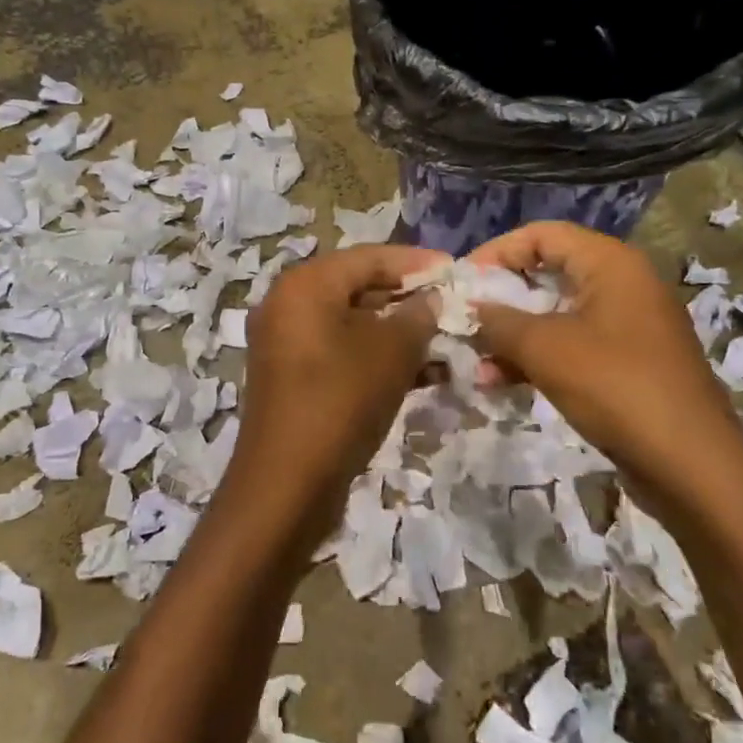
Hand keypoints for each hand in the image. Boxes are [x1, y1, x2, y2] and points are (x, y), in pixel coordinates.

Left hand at [224, 243, 445, 552]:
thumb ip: (418, 315)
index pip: (368, 257)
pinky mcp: (294, 378)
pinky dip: (378, 357)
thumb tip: (431, 299)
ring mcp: (287, 344)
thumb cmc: (341, 401)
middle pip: (358, 288)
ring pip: (353, 324)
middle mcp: (289, 305)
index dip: (416, 262)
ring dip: (399, 333)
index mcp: (305, 286)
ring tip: (448, 343)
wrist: (287, 484)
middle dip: (409, 299)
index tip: (456, 269)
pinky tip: (424, 373)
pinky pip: (343, 353)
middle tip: (453, 307)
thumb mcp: (391, 352)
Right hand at [468, 222, 742, 496]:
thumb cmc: (616, 387)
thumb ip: (500, 321)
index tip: (462, 281)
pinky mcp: (627, 364)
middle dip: (502, 297)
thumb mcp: (546, 348)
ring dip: (514, 335)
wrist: (692, 465)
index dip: (497, 252)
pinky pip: (572, 346)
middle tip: (465, 319)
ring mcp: (627, 326)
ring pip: (556, 315)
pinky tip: (501, 383)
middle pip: (548, 273)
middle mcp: (622, 284)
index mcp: (610, 263)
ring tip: (476, 362)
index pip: (542, 234)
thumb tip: (472, 307)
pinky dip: (538, 359)